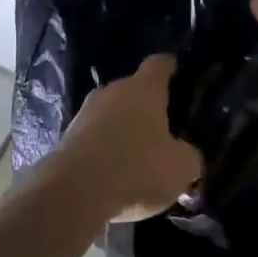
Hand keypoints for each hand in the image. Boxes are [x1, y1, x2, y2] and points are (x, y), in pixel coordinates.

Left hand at [58, 55, 203, 222]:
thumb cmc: (137, 169)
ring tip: (138, 156)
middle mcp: (112, 91)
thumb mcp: (181, 168)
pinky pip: (94, 136)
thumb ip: (190, 156)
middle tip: (164, 130)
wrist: (74, 192)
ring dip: (124, 130)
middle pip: (134, 90)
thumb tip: (187, 155)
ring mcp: (85, 112)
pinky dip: (105, 148)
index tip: (178, 72)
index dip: (171, 68)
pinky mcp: (67, 136)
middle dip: (147, 107)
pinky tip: (114, 172)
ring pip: (112, 114)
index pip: (160, 64)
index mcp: (144, 88)